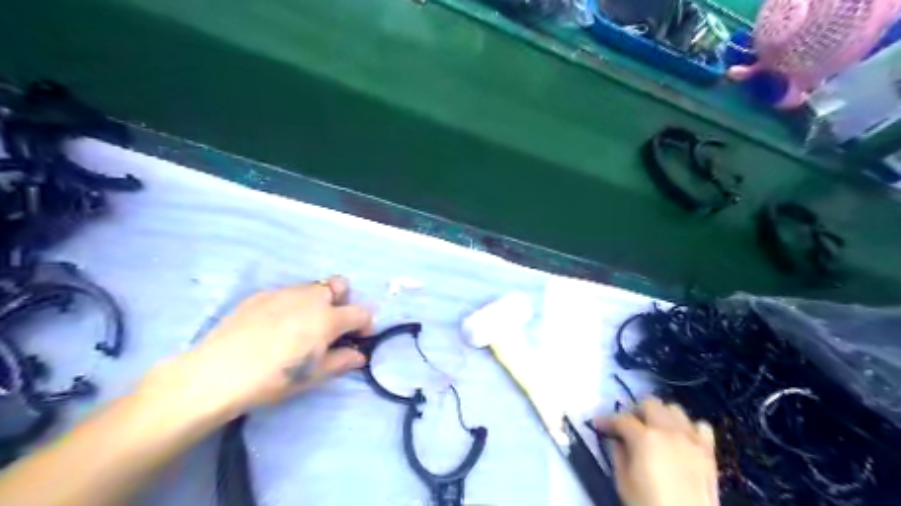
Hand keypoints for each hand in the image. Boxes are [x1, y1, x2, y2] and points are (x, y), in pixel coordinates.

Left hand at [152, 274, 370, 420]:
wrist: (216, 374)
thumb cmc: (273, 378)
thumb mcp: (313, 375)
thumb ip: (342, 361)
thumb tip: (360, 356)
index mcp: (328, 318)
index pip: (361, 312)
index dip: (365, 325)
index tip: (359, 338)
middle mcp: (310, 298)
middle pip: (340, 285)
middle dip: (343, 301)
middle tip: (332, 325)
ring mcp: (284, 292)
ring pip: (312, 287)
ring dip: (318, 302)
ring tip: (301, 326)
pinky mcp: (261, 294)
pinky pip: (287, 293)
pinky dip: (292, 305)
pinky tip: (275, 326)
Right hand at [596, 400, 723, 505]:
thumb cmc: (648, 505)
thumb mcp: (623, 482)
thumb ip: (618, 454)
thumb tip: (618, 440)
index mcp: (645, 438)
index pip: (621, 419)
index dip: (607, 420)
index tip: (598, 424)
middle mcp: (669, 431)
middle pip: (650, 404)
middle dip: (635, 411)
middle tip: (627, 426)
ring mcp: (691, 439)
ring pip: (675, 409)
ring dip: (661, 415)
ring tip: (654, 429)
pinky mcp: (709, 452)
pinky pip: (701, 426)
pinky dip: (689, 427)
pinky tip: (681, 438)